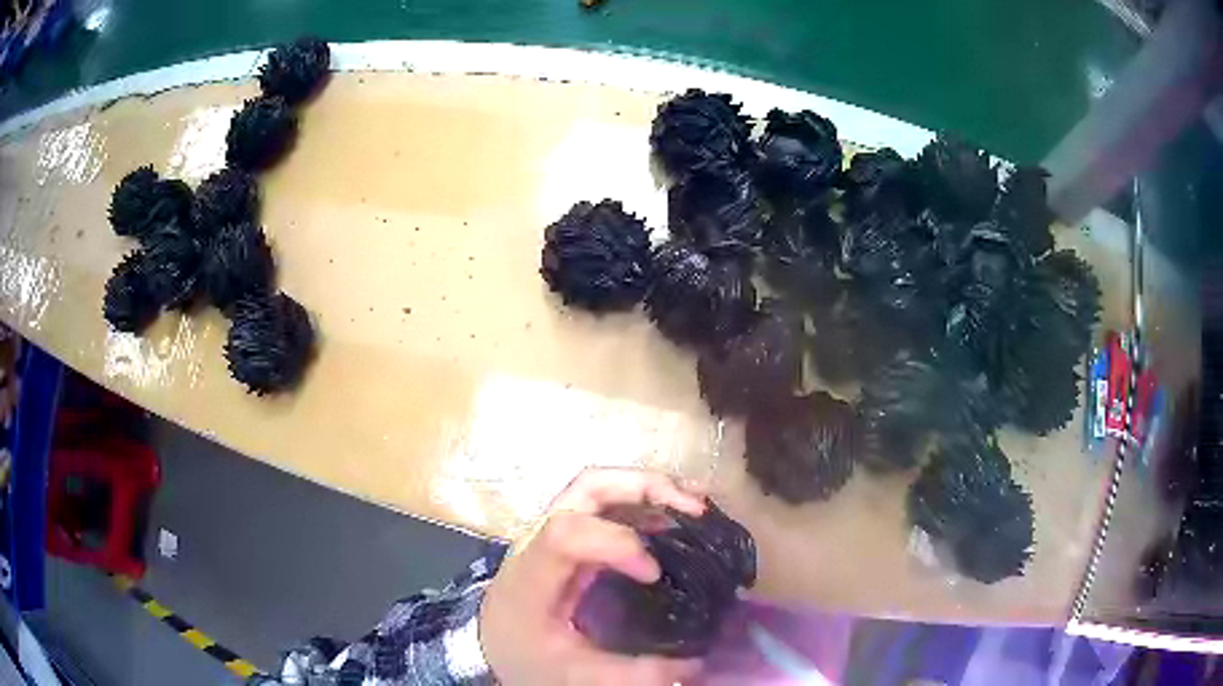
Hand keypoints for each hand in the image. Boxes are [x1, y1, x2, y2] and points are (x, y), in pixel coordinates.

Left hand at [480, 467, 706, 684]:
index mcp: (530, 578)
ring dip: (647, 488)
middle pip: (585, 488)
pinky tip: (672, 517)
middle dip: (643, 487)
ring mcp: (551, 532)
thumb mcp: (577, 676)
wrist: (494, 647)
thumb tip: (698, 663)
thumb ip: (634, 672)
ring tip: (694, 504)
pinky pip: (603, 504)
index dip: (617, 542)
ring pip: (596, 487)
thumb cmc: (527, 659)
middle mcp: (536, 541)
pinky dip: (642, 501)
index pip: (565, 534)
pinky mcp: (566, 535)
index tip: (654, 573)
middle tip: (693, 506)